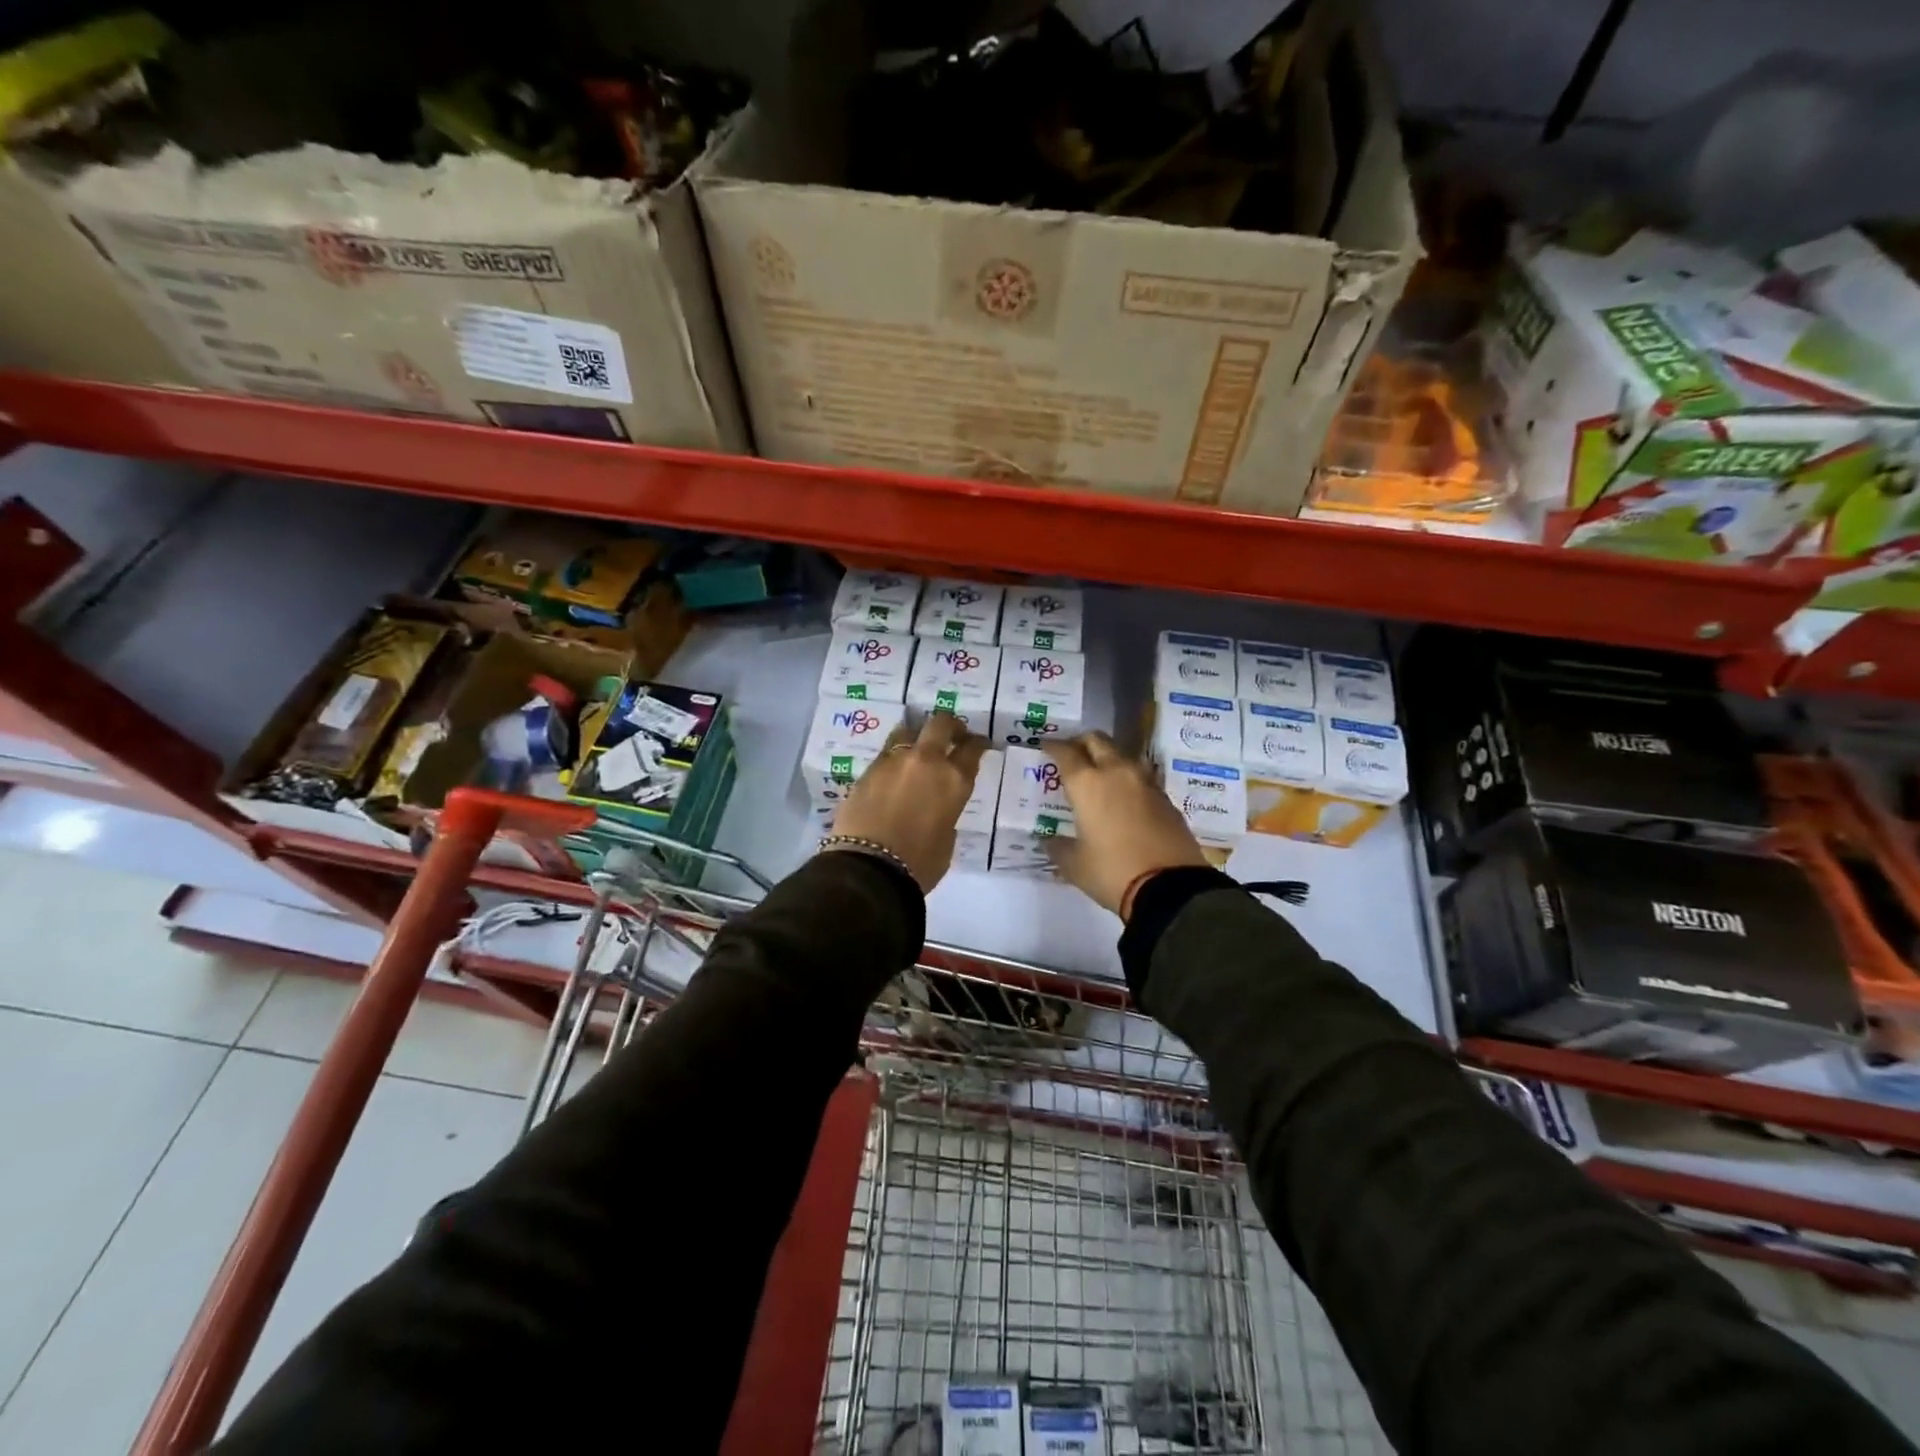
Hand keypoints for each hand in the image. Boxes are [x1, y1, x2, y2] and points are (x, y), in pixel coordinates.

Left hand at [827, 714, 988, 891]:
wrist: (869, 868)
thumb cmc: (919, 863)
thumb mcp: (947, 840)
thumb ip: (946, 814)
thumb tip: (937, 808)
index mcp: (954, 780)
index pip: (972, 749)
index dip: (978, 743)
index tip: (979, 743)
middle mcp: (926, 761)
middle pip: (940, 724)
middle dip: (950, 726)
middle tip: (952, 734)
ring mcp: (893, 761)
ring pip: (908, 731)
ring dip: (917, 736)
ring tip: (917, 749)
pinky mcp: (867, 770)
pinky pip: (886, 754)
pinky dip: (894, 759)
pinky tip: (894, 773)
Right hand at [1044, 732, 1207, 915]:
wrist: (1170, 889)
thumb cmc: (1112, 872)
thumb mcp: (1074, 865)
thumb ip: (1058, 847)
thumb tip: (1049, 840)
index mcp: (1088, 784)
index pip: (1066, 753)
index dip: (1053, 746)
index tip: (1045, 746)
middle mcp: (1117, 773)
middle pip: (1098, 741)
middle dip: (1082, 742)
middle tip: (1072, 753)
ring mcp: (1146, 783)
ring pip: (1123, 755)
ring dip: (1108, 757)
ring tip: (1099, 773)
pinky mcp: (1166, 799)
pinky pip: (1142, 777)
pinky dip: (1128, 779)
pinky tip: (1124, 797)